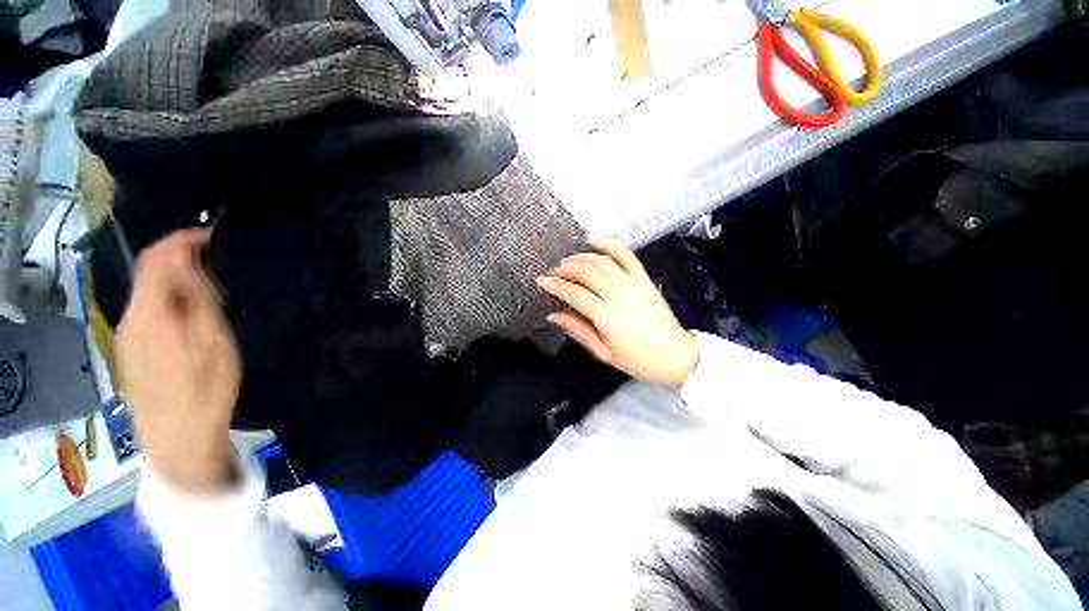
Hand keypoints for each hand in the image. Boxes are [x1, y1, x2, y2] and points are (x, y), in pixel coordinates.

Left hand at [116, 228, 240, 493]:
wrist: (177, 439)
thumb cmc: (204, 389)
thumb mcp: (214, 341)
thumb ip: (198, 299)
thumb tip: (190, 263)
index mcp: (150, 313)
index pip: (156, 258)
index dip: (182, 239)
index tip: (212, 234)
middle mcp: (131, 318)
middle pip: (149, 273)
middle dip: (180, 260)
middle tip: (218, 266)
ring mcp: (127, 336)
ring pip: (149, 292)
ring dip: (176, 282)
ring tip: (210, 294)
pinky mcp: (130, 350)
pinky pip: (148, 311)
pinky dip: (169, 300)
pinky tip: (190, 317)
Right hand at [537, 237, 698, 384]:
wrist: (675, 355)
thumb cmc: (637, 359)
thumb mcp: (603, 353)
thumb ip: (578, 330)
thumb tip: (553, 315)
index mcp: (606, 316)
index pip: (574, 293)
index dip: (554, 285)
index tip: (541, 281)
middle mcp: (618, 294)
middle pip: (585, 272)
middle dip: (565, 270)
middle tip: (554, 273)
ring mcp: (633, 283)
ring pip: (601, 261)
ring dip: (581, 257)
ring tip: (568, 262)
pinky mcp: (643, 278)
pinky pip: (625, 254)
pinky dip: (609, 243)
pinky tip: (594, 239)